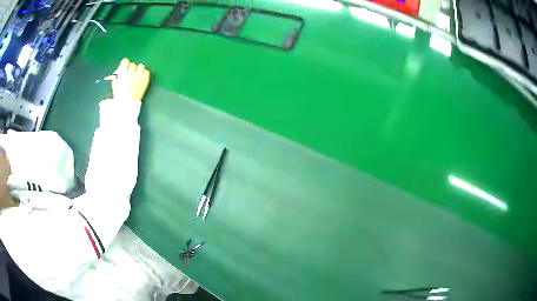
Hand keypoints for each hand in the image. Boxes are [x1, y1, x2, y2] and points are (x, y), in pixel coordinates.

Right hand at [105, 58, 149, 101]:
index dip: (125, 65)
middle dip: (131, 69)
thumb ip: (118, 73)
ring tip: (136, 77)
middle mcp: (131, 71)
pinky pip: (147, 71)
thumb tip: (121, 68)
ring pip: (141, 66)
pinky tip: (141, 79)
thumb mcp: (115, 83)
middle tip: (130, 76)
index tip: (125, 68)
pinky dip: (144, 74)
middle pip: (132, 64)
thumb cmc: (119, 94)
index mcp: (122, 71)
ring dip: (138, 70)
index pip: (125, 61)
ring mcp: (140, 75)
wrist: (127, 104)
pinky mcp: (146, 79)